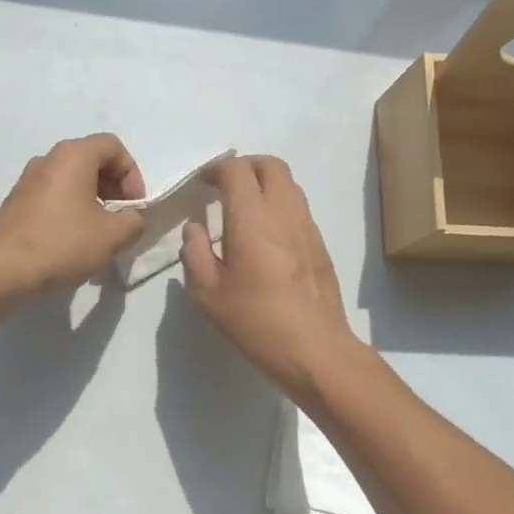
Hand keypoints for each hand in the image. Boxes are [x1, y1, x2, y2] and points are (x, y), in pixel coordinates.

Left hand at [0, 134, 147, 293]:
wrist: (5, 270)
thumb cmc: (64, 244)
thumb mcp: (113, 235)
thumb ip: (133, 221)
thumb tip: (131, 218)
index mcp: (73, 155)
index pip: (113, 147)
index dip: (132, 174)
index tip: (133, 206)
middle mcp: (47, 159)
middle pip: (91, 160)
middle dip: (113, 187)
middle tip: (120, 219)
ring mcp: (26, 180)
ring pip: (70, 179)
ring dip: (91, 200)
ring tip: (98, 233)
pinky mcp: (15, 202)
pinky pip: (51, 196)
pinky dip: (69, 209)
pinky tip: (71, 240)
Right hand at [183, 155, 361, 397]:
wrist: (315, 349)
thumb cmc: (255, 321)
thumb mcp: (207, 293)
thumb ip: (194, 252)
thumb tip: (195, 228)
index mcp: (252, 218)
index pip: (236, 170)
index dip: (216, 169)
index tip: (202, 184)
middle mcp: (283, 212)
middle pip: (269, 165)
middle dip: (244, 166)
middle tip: (224, 187)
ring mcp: (307, 226)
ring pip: (288, 183)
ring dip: (264, 184)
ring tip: (244, 208)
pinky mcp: (319, 243)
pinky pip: (298, 207)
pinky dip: (278, 205)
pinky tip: (265, 235)